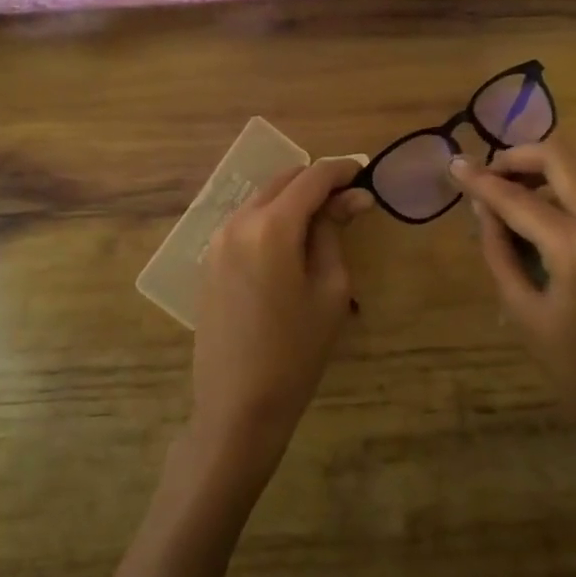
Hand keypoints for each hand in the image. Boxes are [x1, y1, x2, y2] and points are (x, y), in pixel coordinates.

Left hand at [189, 158, 371, 483]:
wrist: (237, 406)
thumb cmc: (296, 351)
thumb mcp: (329, 289)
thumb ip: (334, 232)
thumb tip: (353, 197)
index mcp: (270, 226)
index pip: (312, 178)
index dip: (342, 170)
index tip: (366, 173)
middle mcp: (237, 222)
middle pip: (283, 181)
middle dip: (317, 182)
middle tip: (350, 200)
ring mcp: (217, 240)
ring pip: (262, 199)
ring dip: (293, 200)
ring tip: (324, 222)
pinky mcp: (209, 260)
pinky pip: (246, 222)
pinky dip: (272, 218)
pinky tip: (292, 243)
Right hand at [449, 137, 575, 454]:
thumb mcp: (524, 312)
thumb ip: (500, 252)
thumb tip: (483, 208)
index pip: (517, 198)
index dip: (481, 180)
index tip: (454, 166)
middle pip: (562, 156)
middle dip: (520, 155)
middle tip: (490, 174)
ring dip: (548, 163)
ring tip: (514, 185)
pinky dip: (571, 179)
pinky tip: (547, 204)